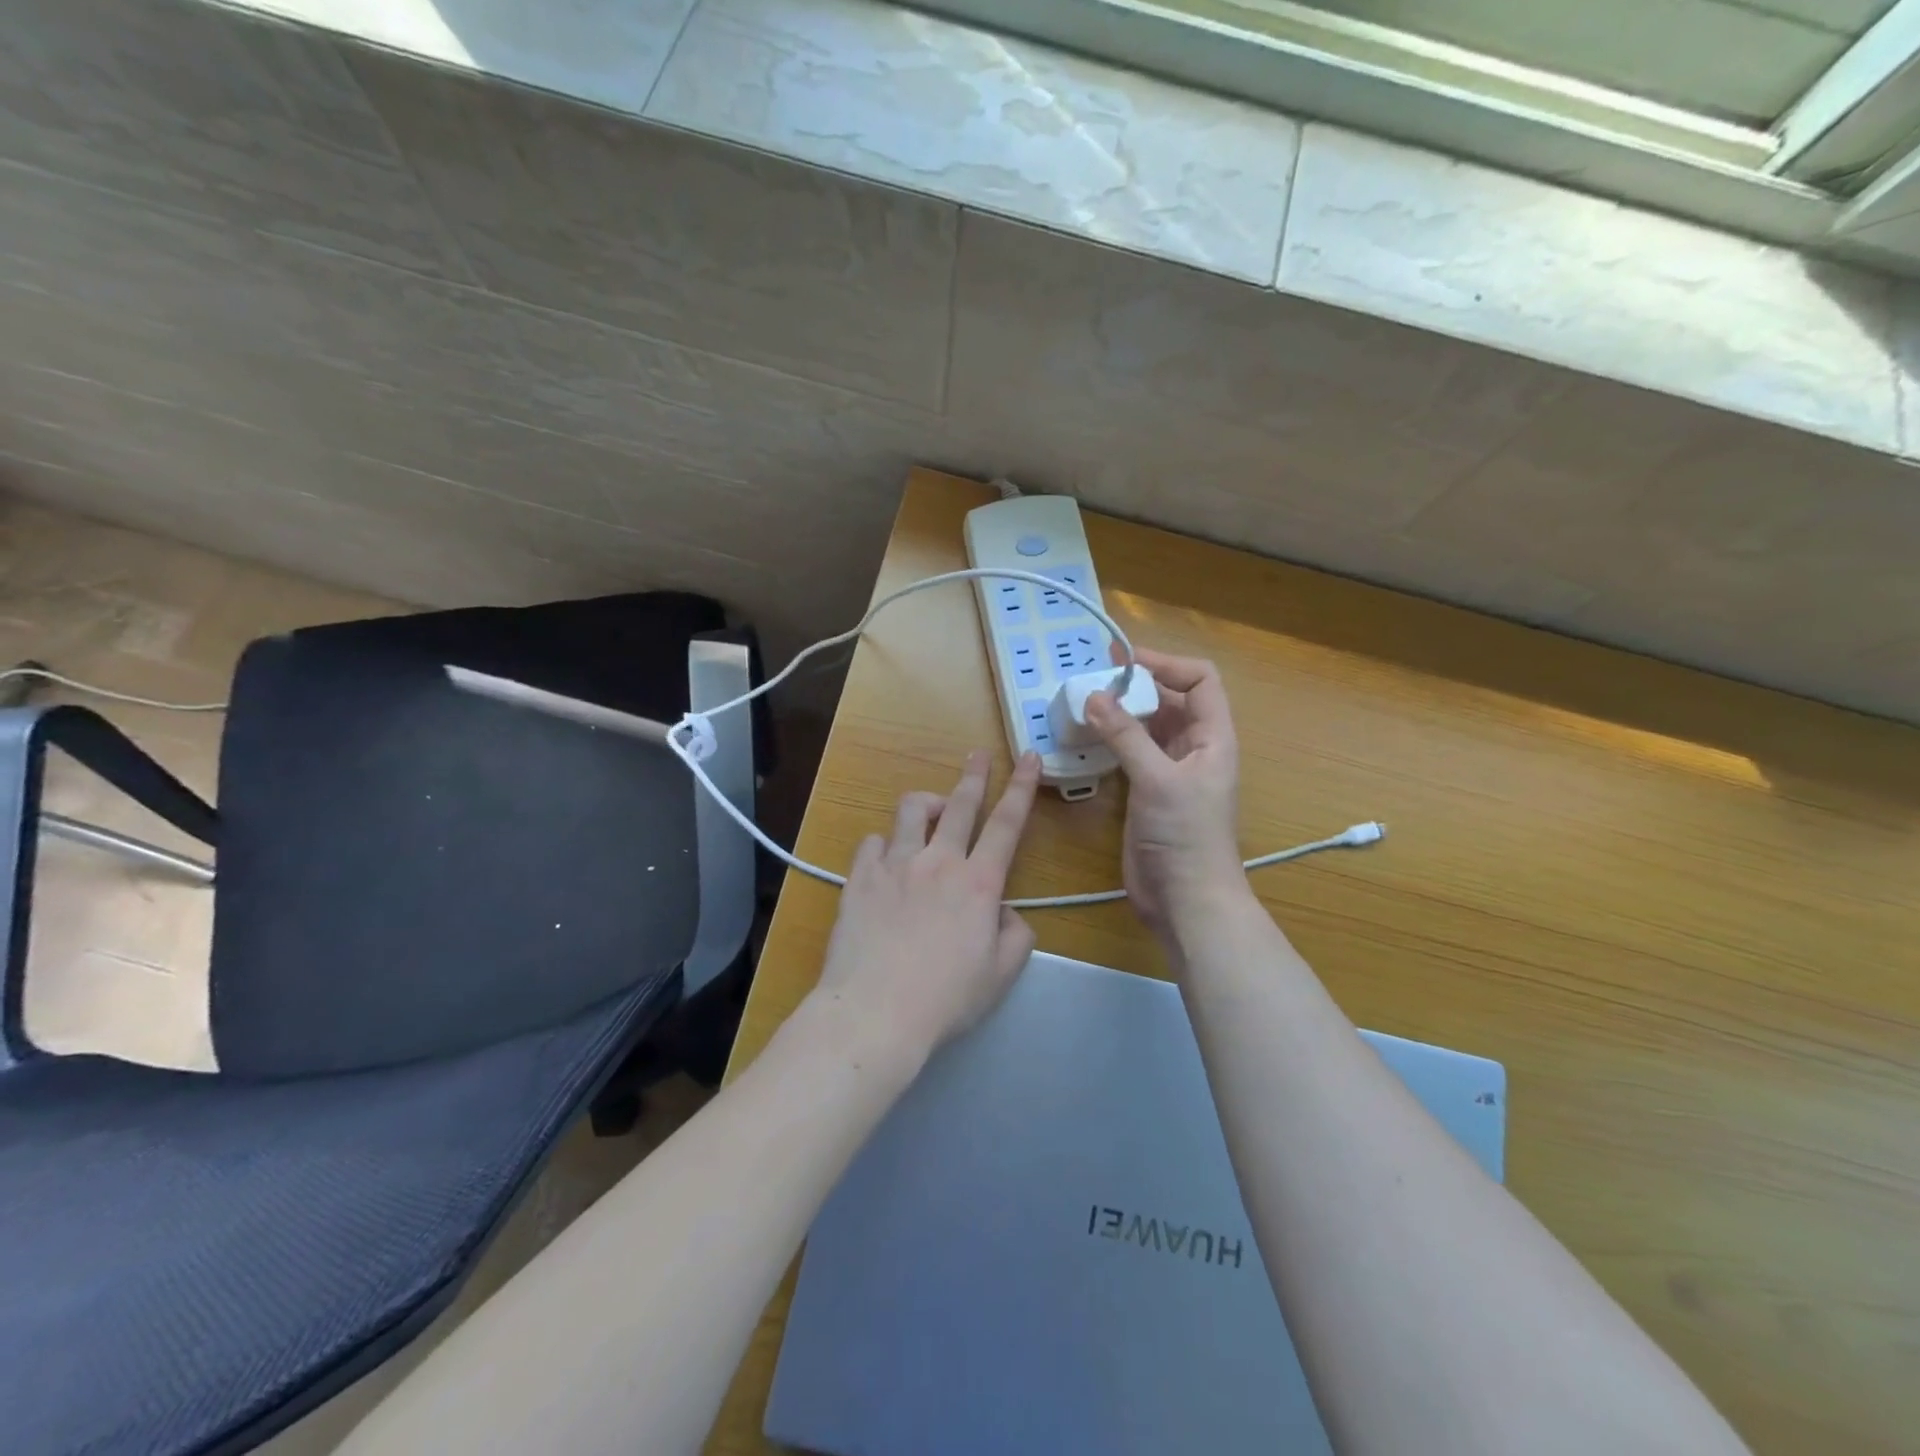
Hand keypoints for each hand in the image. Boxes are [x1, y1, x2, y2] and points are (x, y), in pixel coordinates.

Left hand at [811, 750, 1041, 1062]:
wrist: (876, 1012)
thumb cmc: (946, 998)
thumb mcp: (1001, 974)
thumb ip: (1016, 936)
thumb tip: (1005, 912)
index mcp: (978, 883)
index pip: (1007, 824)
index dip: (1022, 787)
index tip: (1029, 757)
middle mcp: (938, 861)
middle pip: (960, 804)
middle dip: (974, 775)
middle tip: (978, 755)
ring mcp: (895, 864)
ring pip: (911, 811)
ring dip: (926, 803)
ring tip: (931, 809)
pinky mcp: (860, 877)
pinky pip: (872, 841)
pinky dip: (884, 843)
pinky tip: (886, 858)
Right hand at [1084, 650, 1247, 943]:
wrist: (1187, 900)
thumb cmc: (1186, 836)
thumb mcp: (1157, 780)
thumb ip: (1125, 736)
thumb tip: (1093, 695)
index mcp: (1212, 737)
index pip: (1200, 681)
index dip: (1166, 664)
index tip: (1123, 661)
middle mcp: (1193, 748)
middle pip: (1169, 700)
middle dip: (1135, 685)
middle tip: (1092, 677)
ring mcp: (1169, 771)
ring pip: (1146, 727)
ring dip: (1119, 712)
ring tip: (1082, 701)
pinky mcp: (1146, 792)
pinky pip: (1129, 753)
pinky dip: (1109, 740)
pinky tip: (1083, 737)